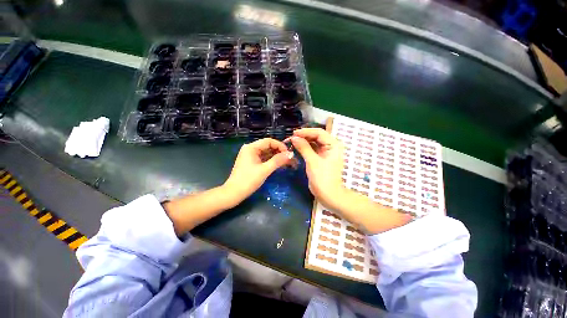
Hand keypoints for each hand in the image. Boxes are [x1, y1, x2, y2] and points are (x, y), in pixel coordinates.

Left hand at [224, 138, 293, 201]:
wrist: (234, 193)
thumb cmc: (248, 181)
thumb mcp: (265, 170)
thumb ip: (278, 161)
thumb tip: (291, 154)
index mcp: (251, 147)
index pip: (269, 141)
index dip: (280, 146)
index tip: (288, 154)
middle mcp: (250, 149)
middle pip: (268, 146)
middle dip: (279, 152)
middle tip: (290, 159)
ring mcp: (250, 156)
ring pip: (266, 153)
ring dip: (276, 157)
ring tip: (287, 162)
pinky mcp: (251, 162)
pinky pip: (263, 158)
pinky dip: (271, 161)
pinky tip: (279, 165)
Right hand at [290, 128, 345, 208]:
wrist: (328, 194)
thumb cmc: (323, 177)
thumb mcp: (312, 161)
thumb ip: (304, 147)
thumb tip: (294, 137)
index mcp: (333, 145)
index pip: (319, 133)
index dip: (306, 131)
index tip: (294, 133)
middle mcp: (331, 146)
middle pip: (316, 136)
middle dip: (304, 136)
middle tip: (291, 137)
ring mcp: (326, 152)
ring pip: (314, 142)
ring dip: (304, 141)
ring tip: (292, 141)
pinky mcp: (321, 158)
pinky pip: (312, 149)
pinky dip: (305, 148)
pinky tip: (297, 147)